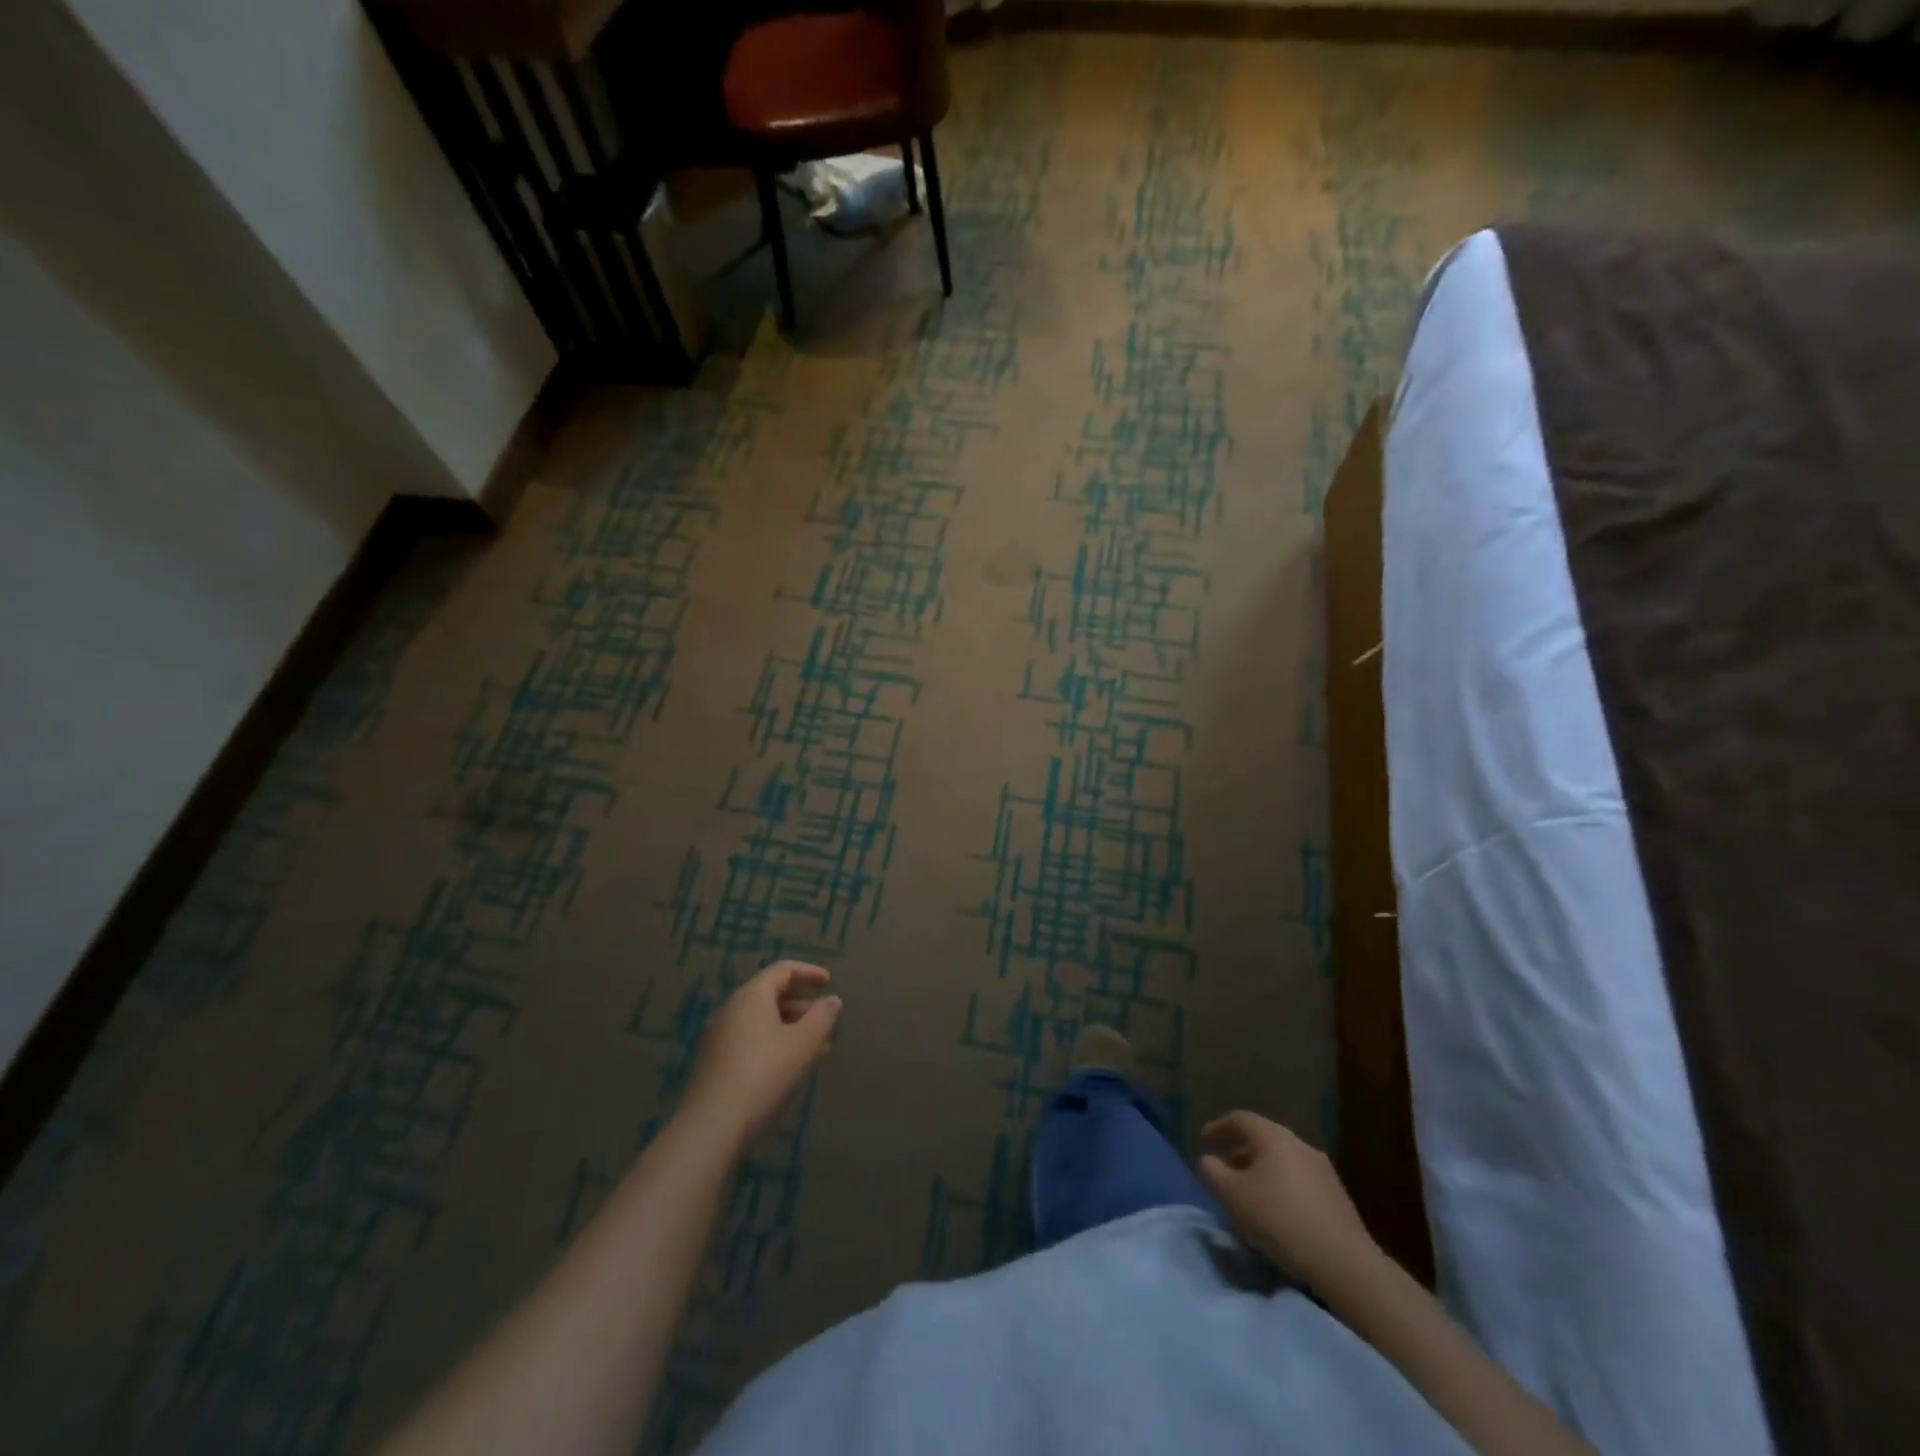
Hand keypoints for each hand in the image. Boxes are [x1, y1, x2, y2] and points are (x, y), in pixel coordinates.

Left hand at [680, 962, 841, 1153]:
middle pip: (770, 995)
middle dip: (802, 1004)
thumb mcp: (803, 1044)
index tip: (829, 982)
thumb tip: (832, 1000)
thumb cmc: (764, 1076)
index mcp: (751, 997)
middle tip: (825, 1020)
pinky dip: (774, 1044)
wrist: (710, 1129)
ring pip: (762, 1021)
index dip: (808, 972)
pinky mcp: (714, 1064)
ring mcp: (719, 1038)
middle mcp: (731, 1010)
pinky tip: (789, 1069)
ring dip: (790, 1028)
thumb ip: (822, 1017)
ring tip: (815, 1049)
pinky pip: (751, 1041)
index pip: (782, 970)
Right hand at [1197, 1110, 1379, 1290]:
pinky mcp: (1336, 1194)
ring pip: (1282, 1159)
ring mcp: (1322, 1168)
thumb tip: (1209, 1161)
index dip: (1218, 1128)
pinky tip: (1277, 1209)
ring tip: (1249, 1192)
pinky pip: (1299, 1178)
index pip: (1239, 1119)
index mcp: (1272, 1136)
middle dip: (1239, 1150)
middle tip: (1224, 1168)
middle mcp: (1298, 1143)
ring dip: (1261, 1169)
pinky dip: (1281, 1184)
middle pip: (1262, 1138)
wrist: (1343, 1262)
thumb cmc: (1279, 1220)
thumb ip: (1211, 1172)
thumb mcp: (1231, 1196)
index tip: (1204, 1142)